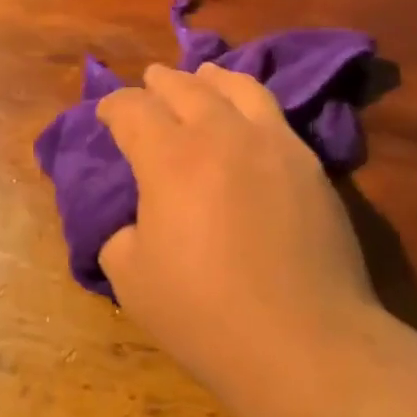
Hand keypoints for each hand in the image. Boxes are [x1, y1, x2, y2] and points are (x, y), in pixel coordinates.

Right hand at [97, 63, 381, 394]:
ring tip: (203, 76)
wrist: (305, 340)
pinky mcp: (310, 163)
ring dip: (211, 78)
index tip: (106, 114)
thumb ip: (121, 235)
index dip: (113, 107)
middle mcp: (223, 134)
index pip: (133, 110)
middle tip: (149, 83)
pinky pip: (275, 114)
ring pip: (239, 87)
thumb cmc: (207, 316)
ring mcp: (274, 143)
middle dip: (160, 82)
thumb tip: (135, 219)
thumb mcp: (133, 282)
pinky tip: (249, 115)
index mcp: (171, 158)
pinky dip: (251, 102)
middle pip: (186, 87)